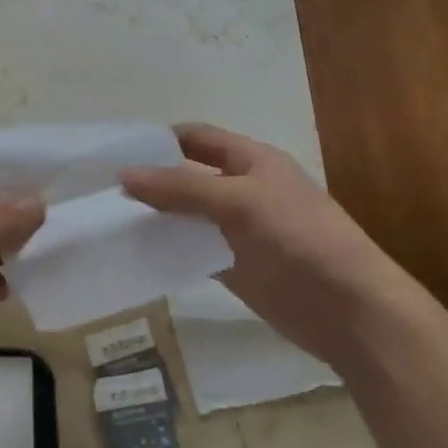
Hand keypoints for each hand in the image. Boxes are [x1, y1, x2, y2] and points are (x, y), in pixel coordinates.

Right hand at [122, 124, 428, 372]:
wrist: (349, 309)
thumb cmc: (300, 239)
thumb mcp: (239, 202)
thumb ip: (181, 187)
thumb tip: (124, 174)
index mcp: (251, 161)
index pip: (196, 138)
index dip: (159, 140)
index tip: (114, 151)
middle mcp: (241, 190)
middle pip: (186, 177)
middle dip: (149, 180)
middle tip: (99, 190)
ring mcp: (236, 230)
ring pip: (186, 216)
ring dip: (154, 217)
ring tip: (106, 221)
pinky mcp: (232, 267)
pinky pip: (191, 251)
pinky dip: (167, 250)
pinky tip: (135, 254)